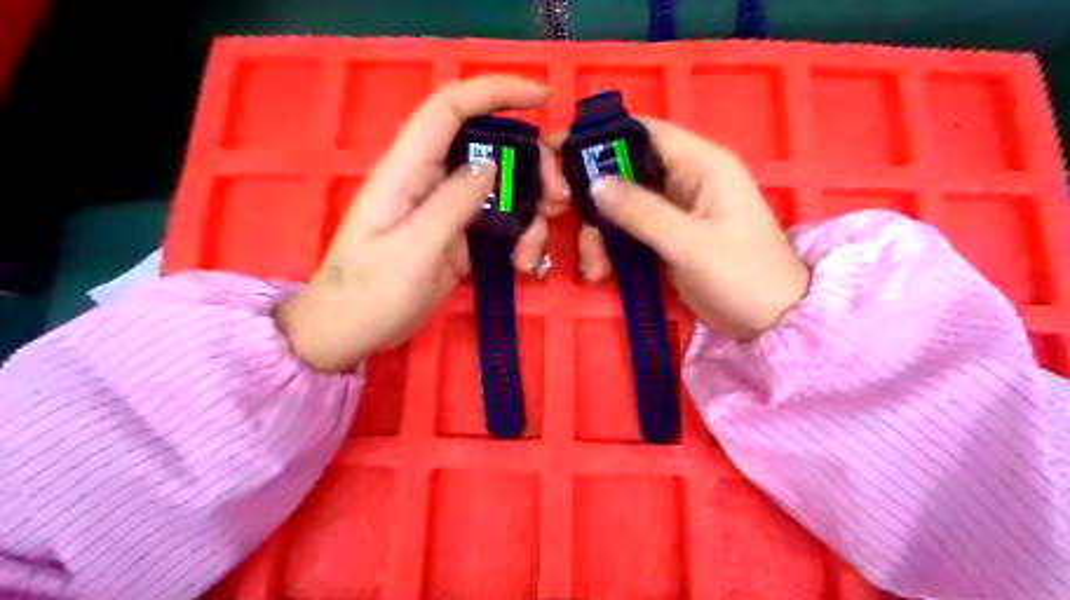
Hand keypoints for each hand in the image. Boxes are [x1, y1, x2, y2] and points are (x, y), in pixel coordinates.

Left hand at [275, 78, 566, 372]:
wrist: (351, 330)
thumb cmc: (370, 293)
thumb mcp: (413, 250)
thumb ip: (452, 204)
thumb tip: (490, 166)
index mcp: (407, 171)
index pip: (449, 108)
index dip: (495, 91)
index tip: (542, 97)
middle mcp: (429, 180)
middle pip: (487, 147)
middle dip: (530, 164)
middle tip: (557, 198)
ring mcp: (445, 208)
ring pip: (500, 187)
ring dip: (530, 209)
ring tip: (534, 250)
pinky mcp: (457, 234)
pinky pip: (498, 220)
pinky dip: (519, 234)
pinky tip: (524, 262)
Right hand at [573, 118, 806, 335]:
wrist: (773, 322)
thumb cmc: (742, 275)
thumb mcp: (690, 242)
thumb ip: (641, 211)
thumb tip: (593, 183)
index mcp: (700, 164)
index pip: (642, 131)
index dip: (599, 136)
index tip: (557, 153)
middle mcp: (683, 179)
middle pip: (622, 169)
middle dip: (591, 194)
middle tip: (561, 214)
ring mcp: (673, 211)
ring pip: (619, 205)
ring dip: (597, 231)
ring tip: (593, 266)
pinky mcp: (665, 238)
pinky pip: (627, 231)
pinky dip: (609, 247)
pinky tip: (600, 272)